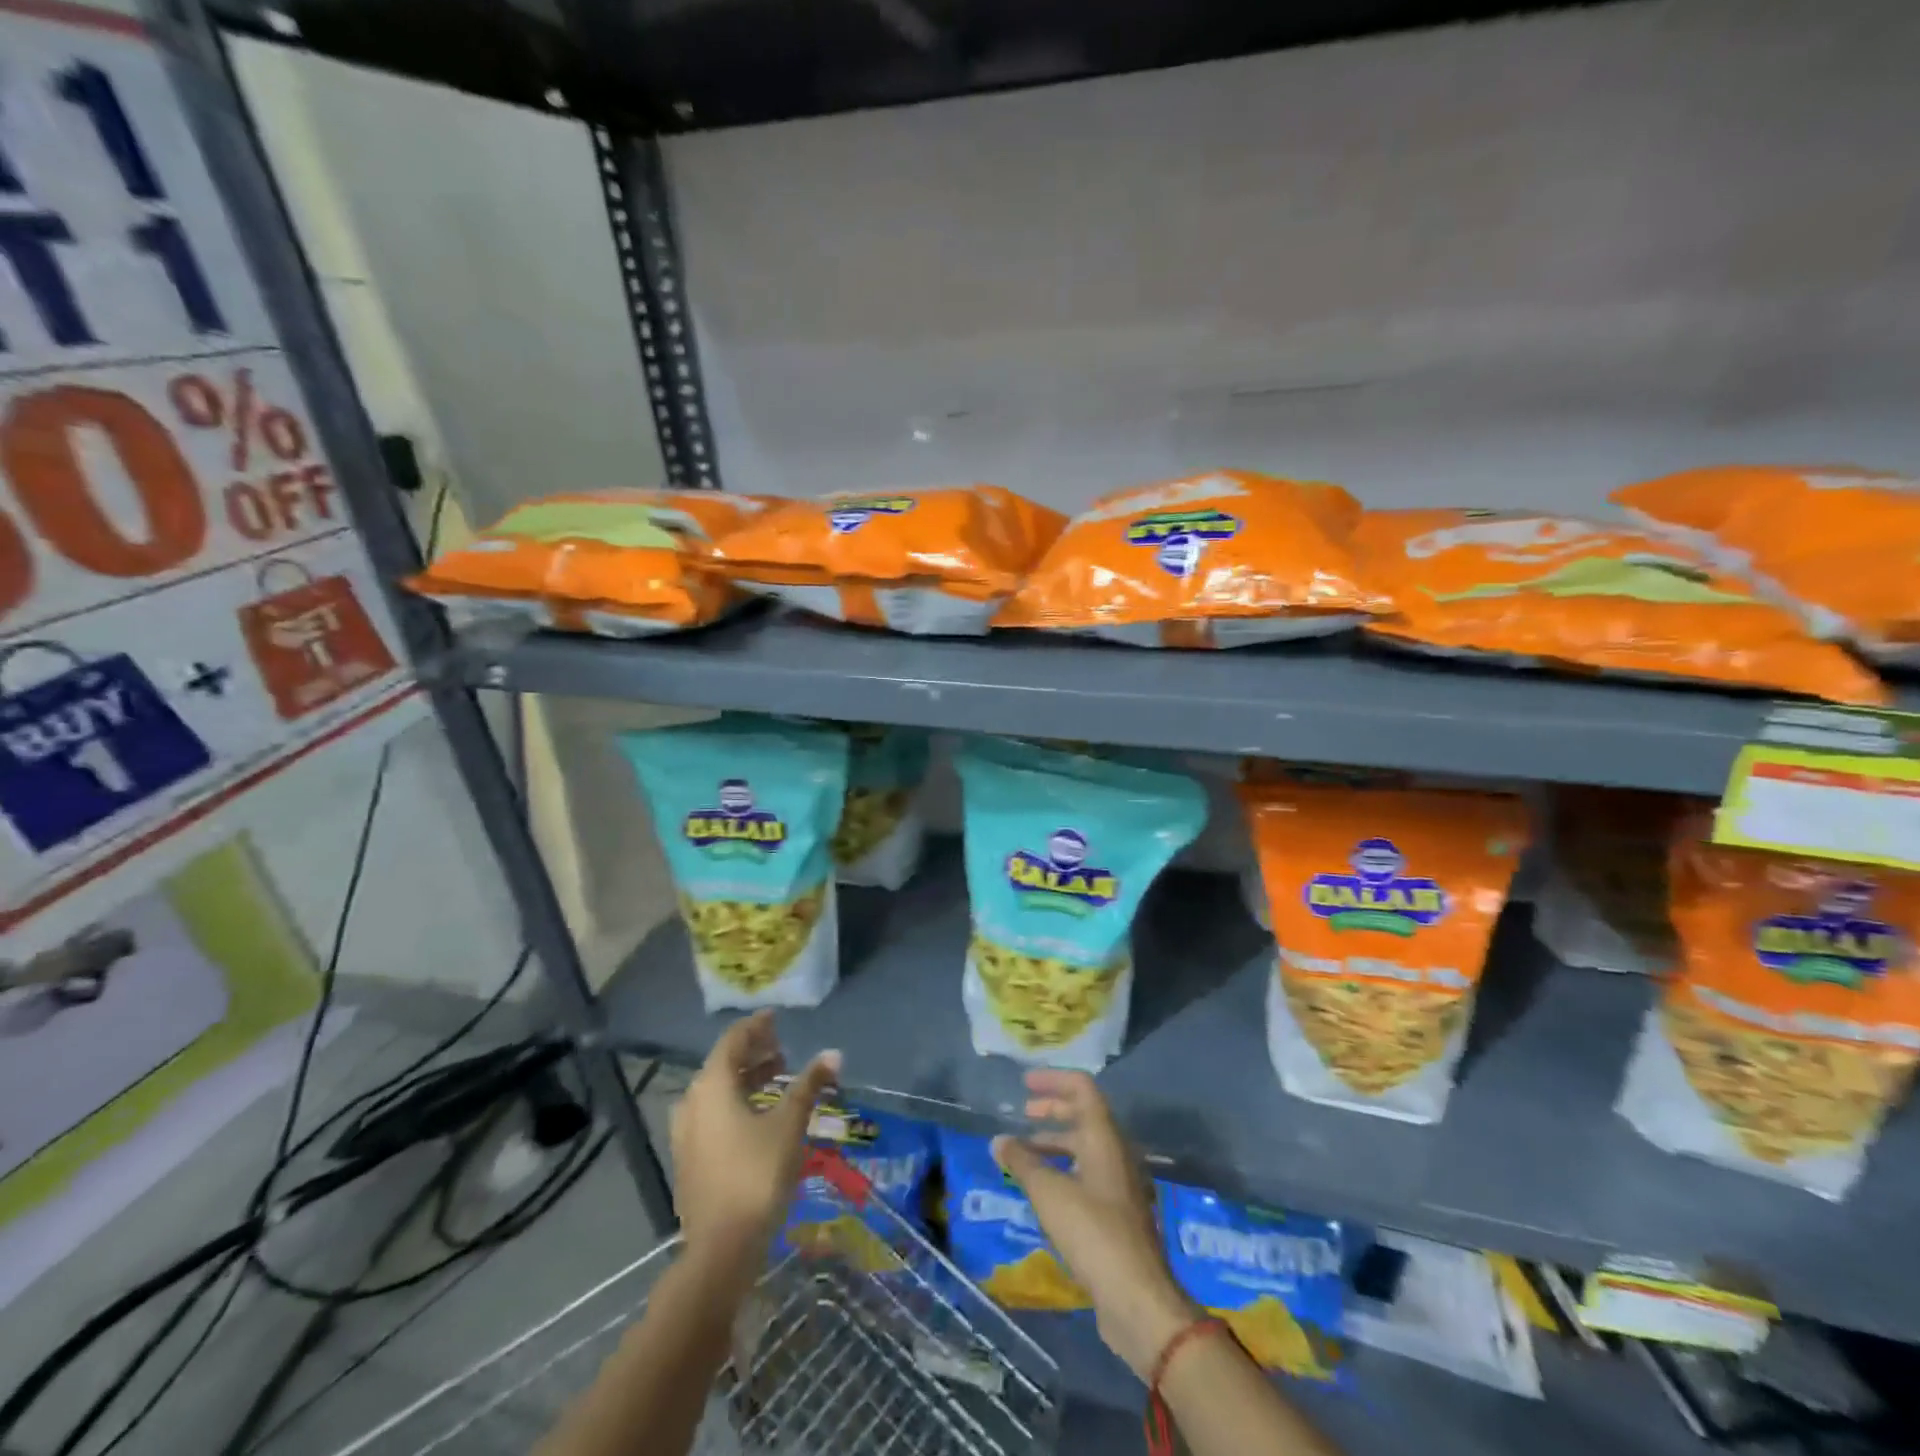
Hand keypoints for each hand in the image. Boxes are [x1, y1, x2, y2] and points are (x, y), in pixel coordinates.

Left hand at [670, 1012, 840, 1280]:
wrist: (720, 1249)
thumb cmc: (757, 1174)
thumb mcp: (790, 1124)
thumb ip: (809, 1085)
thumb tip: (833, 1054)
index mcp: (712, 1085)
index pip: (733, 1041)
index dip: (756, 1027)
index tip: (776, 1019)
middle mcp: (693, 1102)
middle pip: (723, 1064)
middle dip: (753, 1053)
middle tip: (782, 1049)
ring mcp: (686, 1134)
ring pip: (717, 1092)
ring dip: (745, 1079)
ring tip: (776, 1078)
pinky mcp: (690, 1159)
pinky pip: (713, 1114)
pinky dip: (736, 1102)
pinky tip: (758, 1116)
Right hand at [992, 1071, 1197, 1379]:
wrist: (1137, 1298)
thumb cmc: (1093, 1232)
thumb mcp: (1049, 1193)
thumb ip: (1022, 1162)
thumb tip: (999, 1140)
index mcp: (1104, 1137)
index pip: (1082, 1088)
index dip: (1053, 1080)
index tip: (1025, 1082)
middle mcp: (1116, 1153)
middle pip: (1084, 1116)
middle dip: (1053, 1110)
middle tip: (1023, 1112)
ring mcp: (1119, 1184)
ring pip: (1085, 1147)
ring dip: (1055, 1143)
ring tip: (1023, 1154)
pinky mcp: (1118, 1213)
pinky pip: (1087, 1174)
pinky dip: (1063, 1169)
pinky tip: (1043, 1189)